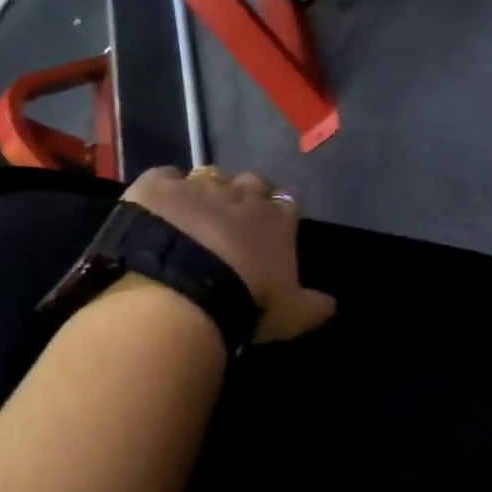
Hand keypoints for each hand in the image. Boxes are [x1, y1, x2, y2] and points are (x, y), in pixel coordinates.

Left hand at [123, 167, 336, 342]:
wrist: (183, 295)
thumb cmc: (246, 304)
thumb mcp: (290, 315)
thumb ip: (313, 306)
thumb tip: (333, 304)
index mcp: (276, 220)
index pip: (285, 204)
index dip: (276, 215)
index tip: (269, 231)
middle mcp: (240, 194)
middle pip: (249, 184)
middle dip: (244, 198)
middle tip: (231, 223)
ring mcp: (197, 186)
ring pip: (208, 177)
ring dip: (205, 192)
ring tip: (193, 217)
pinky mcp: (158, 187)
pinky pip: (165, 176)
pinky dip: (166, 189)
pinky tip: (160, 205)